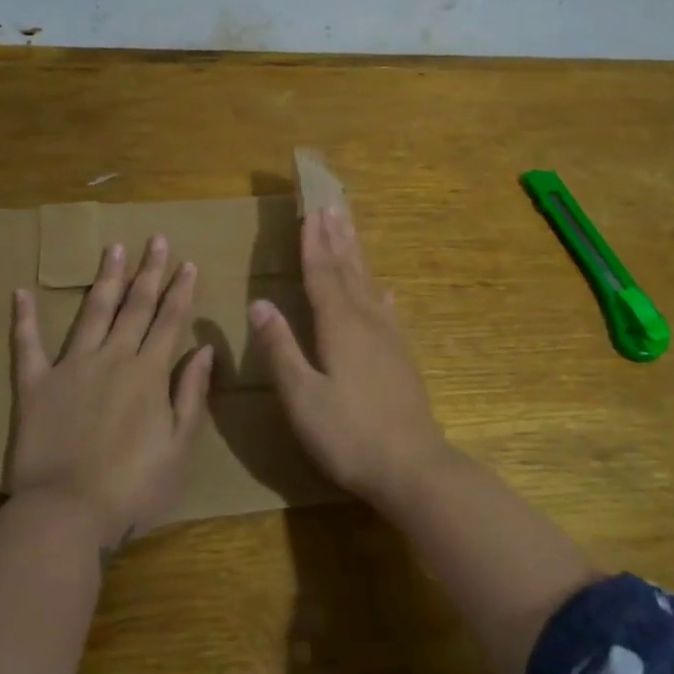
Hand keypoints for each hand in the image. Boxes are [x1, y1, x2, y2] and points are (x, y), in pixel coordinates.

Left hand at [9, 236, 213, 547]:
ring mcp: (71, 367)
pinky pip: (28, 346)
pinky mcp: (35, 385)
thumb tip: (204, 349)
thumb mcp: (179, 446)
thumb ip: (191, 394)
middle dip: (149, 271)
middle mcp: (113, 358)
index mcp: (149, 373)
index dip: (180, 290)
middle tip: (155, 238)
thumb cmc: (133, 487)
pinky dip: (24, 319)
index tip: (188, 262)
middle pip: (135, 306)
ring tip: (113, 248)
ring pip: (92, 312)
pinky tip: (20, 292)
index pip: (169, 320)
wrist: (67, 513)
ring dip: (105, 278)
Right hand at [250, 207, 449, 505]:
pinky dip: (381, 293)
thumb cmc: (349, 434)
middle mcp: (366, 321)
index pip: (322, 274)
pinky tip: (385, 291)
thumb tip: (260, 303)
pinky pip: (388, 311)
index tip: (311, 211)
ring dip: (357, 255)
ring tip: (351, 230)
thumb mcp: (302, 396)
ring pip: (369, 284)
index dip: (313, 243)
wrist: (413, 468)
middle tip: (333, 205)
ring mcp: (389, 338)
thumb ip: (281, 348)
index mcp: (339, 326)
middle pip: (349, 270)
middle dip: (337, 238)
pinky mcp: (401, 357)